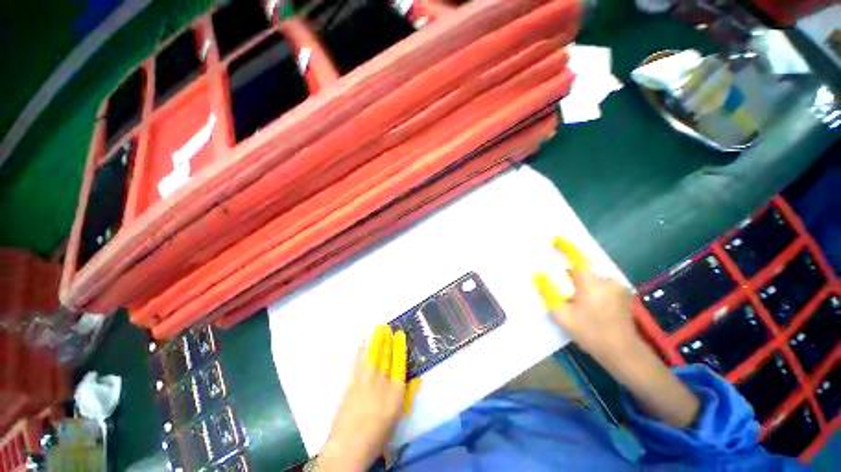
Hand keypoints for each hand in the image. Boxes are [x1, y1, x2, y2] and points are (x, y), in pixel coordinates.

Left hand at [317, 325, 420, 470]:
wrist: (349, 446)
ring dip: (375, 341)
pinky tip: (362, 343)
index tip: (400, 334)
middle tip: (386, 326)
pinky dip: (361, 351)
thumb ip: (406, 395)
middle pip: (385, 356)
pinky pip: (358, 362)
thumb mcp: (397, 415)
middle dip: (386, 340)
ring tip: (377, 328)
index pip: (400, 362)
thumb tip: (416, 379)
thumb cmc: (378, 433)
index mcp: (395, 391)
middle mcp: (381, 382)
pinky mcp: (351, 384)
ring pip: (372, 355)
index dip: (400, 346)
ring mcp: (365, 382)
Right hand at [534, 238, 639, 362]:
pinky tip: (592, 308)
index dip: (566, 247)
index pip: (577, 258)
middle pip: (583, 271)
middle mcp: (606, 280)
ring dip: (583, 286)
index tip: (556, 239)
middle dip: (571, 278)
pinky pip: (602, 286)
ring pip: (592, 280)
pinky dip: (593, 291)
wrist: (623, 352)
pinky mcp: (624, 295)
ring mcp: (618, 287)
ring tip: (579, 305)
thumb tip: (539, 275)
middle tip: (564, 295)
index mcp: (591, 283)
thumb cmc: (590, 332)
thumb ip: (549, 293)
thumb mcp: (562, 315)